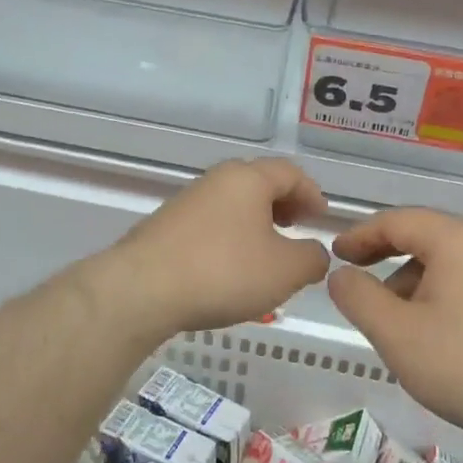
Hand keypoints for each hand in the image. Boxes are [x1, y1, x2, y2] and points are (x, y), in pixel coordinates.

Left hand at [112, 159, 330, 334]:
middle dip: (283, 204)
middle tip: (296, 228)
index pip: (290, 172)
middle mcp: (216, 180)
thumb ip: (312, 258)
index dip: (311, 193)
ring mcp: (186, 202)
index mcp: (248, 178)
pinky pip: (210, 223)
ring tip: (266, 253)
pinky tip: (230, 268)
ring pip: (232, 204)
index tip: (321, 217)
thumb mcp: (285, 271)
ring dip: (255, 222)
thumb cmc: (224, 272)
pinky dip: (230, 237)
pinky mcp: (165, 226)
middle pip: (259, 183)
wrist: (142, 289)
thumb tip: (314, 253)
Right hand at [327, 208, 462, 445]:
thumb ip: (358, 297)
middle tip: (357, 284)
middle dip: (386, 259)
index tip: (335, 254)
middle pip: (426, 238)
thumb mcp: (396, 333)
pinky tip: (434, 337)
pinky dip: (440, 297)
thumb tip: (341, 275)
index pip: (398, 221)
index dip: (361, 235)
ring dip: (413, 283)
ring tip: (395, 325)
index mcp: (458, 240)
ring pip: (448, 264)